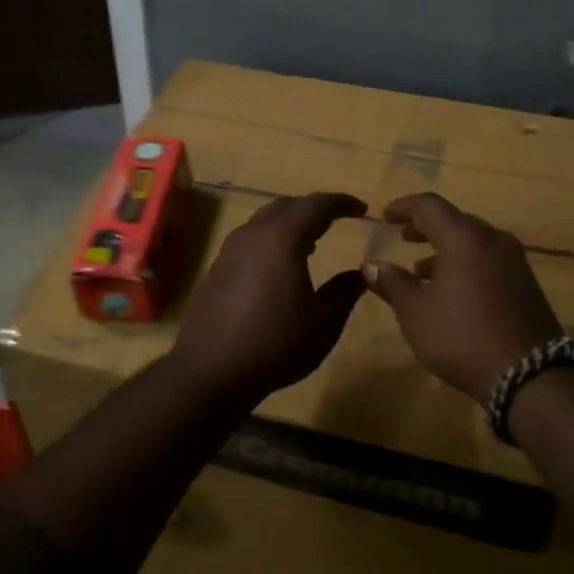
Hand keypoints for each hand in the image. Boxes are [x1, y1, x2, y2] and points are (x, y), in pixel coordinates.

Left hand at [169, 192, 368, 397]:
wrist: (211, 370)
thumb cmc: (275, 343)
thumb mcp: (323, 322)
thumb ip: (345, 291)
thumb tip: (361, 272)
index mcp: (282, 238)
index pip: (316, 204)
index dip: (341, 202)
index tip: (361, 208)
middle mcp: (253, 234)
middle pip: (287, 206)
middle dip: (313, 208)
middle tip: (336, 220)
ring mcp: (230, 250)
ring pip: (264, 221)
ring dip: (289, 223)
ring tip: (311, 242)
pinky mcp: (217, 268)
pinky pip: (250, 239)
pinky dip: (271, 240)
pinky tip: (279, 265)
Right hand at [362, 192, 564, 400]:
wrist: (530, 374)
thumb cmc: (462, 335)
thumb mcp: (415, 312)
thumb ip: (392, 283)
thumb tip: (371, 266)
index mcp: (463, 238)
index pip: (429, 205)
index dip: (404, 206)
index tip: (384, 217)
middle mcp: (492, 239)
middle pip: (455, 220)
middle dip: (426, 226)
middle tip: (404, 237)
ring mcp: (514, 261)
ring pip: (474, 241)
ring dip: (446, 248)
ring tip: (422, 270)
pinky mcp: (526, 284)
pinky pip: (489, 260)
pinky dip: (466, 264)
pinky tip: (453, 291)